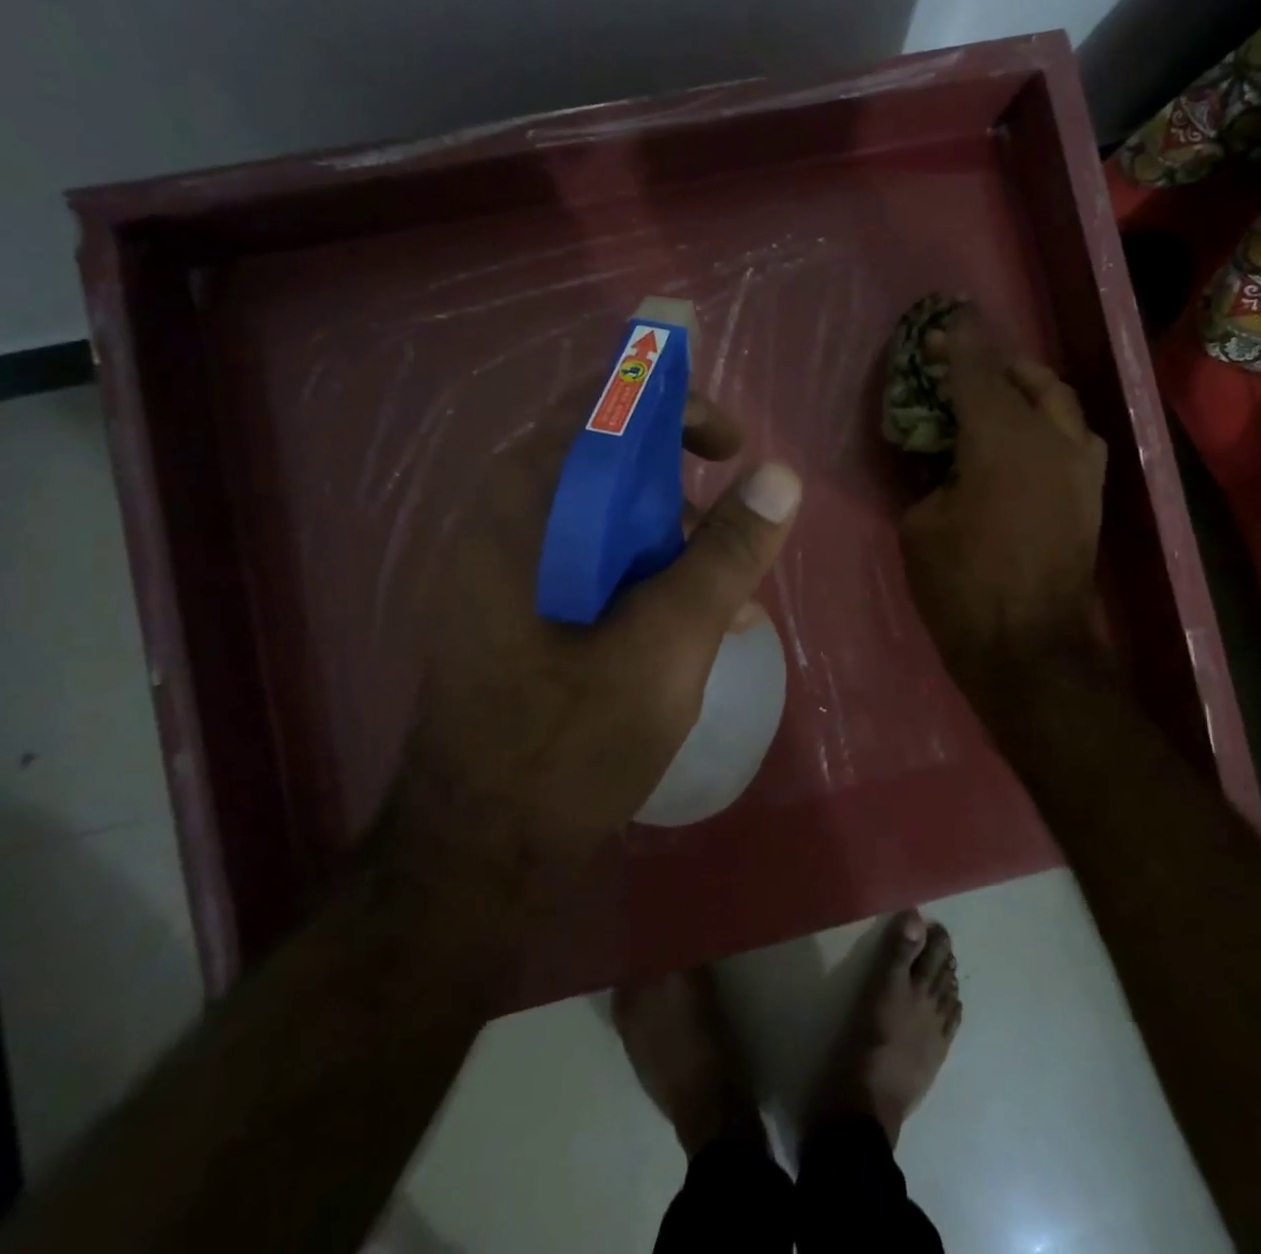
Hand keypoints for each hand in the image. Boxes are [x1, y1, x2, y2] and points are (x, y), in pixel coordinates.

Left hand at [390, 391, 801, 891]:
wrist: (480, 855)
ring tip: (724, 597)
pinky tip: (687, 627)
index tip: (732, 443)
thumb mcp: (668, 642)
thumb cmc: (571, 742)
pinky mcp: (515, 617)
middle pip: (599, 465)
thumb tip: (781, 477)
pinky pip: (586, 568)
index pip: (595, 410)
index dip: (670, 405)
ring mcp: (502, 576)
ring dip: (666, 542)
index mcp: (522, 511)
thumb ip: (725, 554)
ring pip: (598, 522)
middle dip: (677, 487)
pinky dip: (641, 579)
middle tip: (729, 527)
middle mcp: (501, 527)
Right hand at [899, 310, 1108, 686]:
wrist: (1029, 649)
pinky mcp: (1091, 495)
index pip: (976, 372)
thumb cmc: (962, 588)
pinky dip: (1048, 422)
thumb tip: (941, 461)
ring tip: (998, 395)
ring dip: (1028, 388)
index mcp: (1001, 440)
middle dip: (994, 362)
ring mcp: (1080, 467)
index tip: (942, 323)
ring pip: (1061, 403)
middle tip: (962, 362)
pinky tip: (1026, 439)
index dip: (956, 344)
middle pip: (1028, 378)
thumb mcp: (920, 526)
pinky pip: (1073, 436)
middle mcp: (1051, 440)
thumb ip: (929, 477)